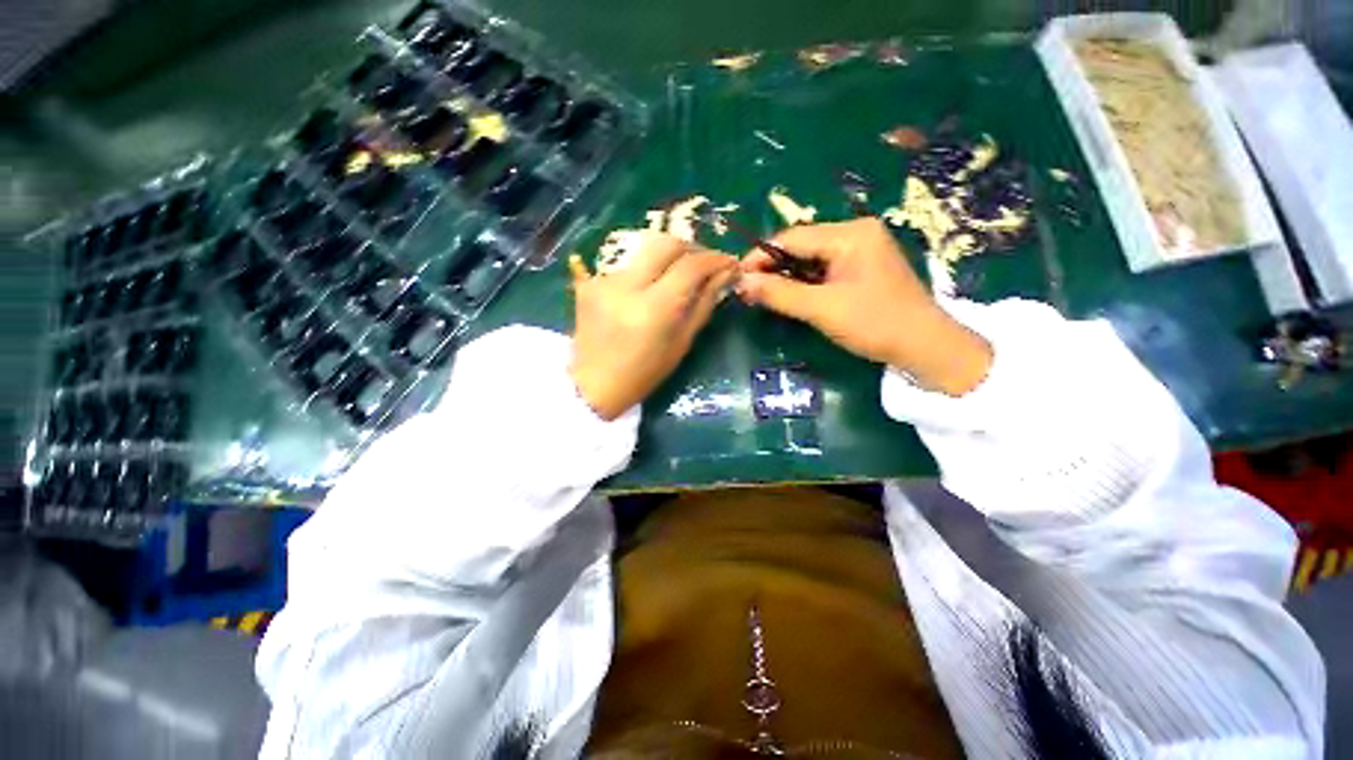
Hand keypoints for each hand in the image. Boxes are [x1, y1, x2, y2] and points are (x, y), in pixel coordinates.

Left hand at [570, 232, 737, 419]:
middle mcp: (627, 286)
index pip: (690, 266)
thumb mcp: (681, 343)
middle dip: (692, 248)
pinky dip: (645, 270)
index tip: (729, 263)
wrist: (594, 384)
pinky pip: (626, 264)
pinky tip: (649, 287)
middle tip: (704, 264)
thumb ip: (704, 304)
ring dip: (668, 258)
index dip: (715, 259)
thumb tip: (725, 274)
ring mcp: (604, 281)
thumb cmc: (645, 373)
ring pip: (645, 250)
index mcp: (654, 309)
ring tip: (678, 275)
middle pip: (666, 243)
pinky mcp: (590, 282)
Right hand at [737, 218, 992, 395]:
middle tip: (749, 289)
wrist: (925, 347)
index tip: (737, 277)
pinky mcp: (863, 267)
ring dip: (787, 276)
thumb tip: (741, 283)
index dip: (760, 257)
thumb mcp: (822, 309)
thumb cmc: (875, 324)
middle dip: (773, 267)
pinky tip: (792, 295)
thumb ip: (779, 293)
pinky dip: (805, 282)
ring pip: (811, 257)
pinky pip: (824, 268)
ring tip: (765, 294)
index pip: (792, 238)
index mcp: (850, 234)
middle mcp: (856, 233)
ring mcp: (862, 249)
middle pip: (801, 245)